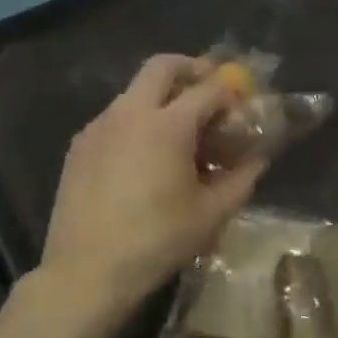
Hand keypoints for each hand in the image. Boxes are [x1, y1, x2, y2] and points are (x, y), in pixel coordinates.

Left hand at [40, 55, 266, 311]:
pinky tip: (144, 159)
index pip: (209, 89)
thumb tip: (259, 158)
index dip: (231, 96)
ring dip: (162, 98)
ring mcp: (99, 126)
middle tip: (208, 92)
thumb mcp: (212, 213)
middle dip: (191, 69)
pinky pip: (114, 118)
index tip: (241, 114)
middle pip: (163, 66)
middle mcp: (130, 113)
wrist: (87, 270)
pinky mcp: (79, 146)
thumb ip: (241, 178)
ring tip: (178, 136)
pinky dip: (137, 122)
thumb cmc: (158, 241)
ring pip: (134, 91)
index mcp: (168, 125)